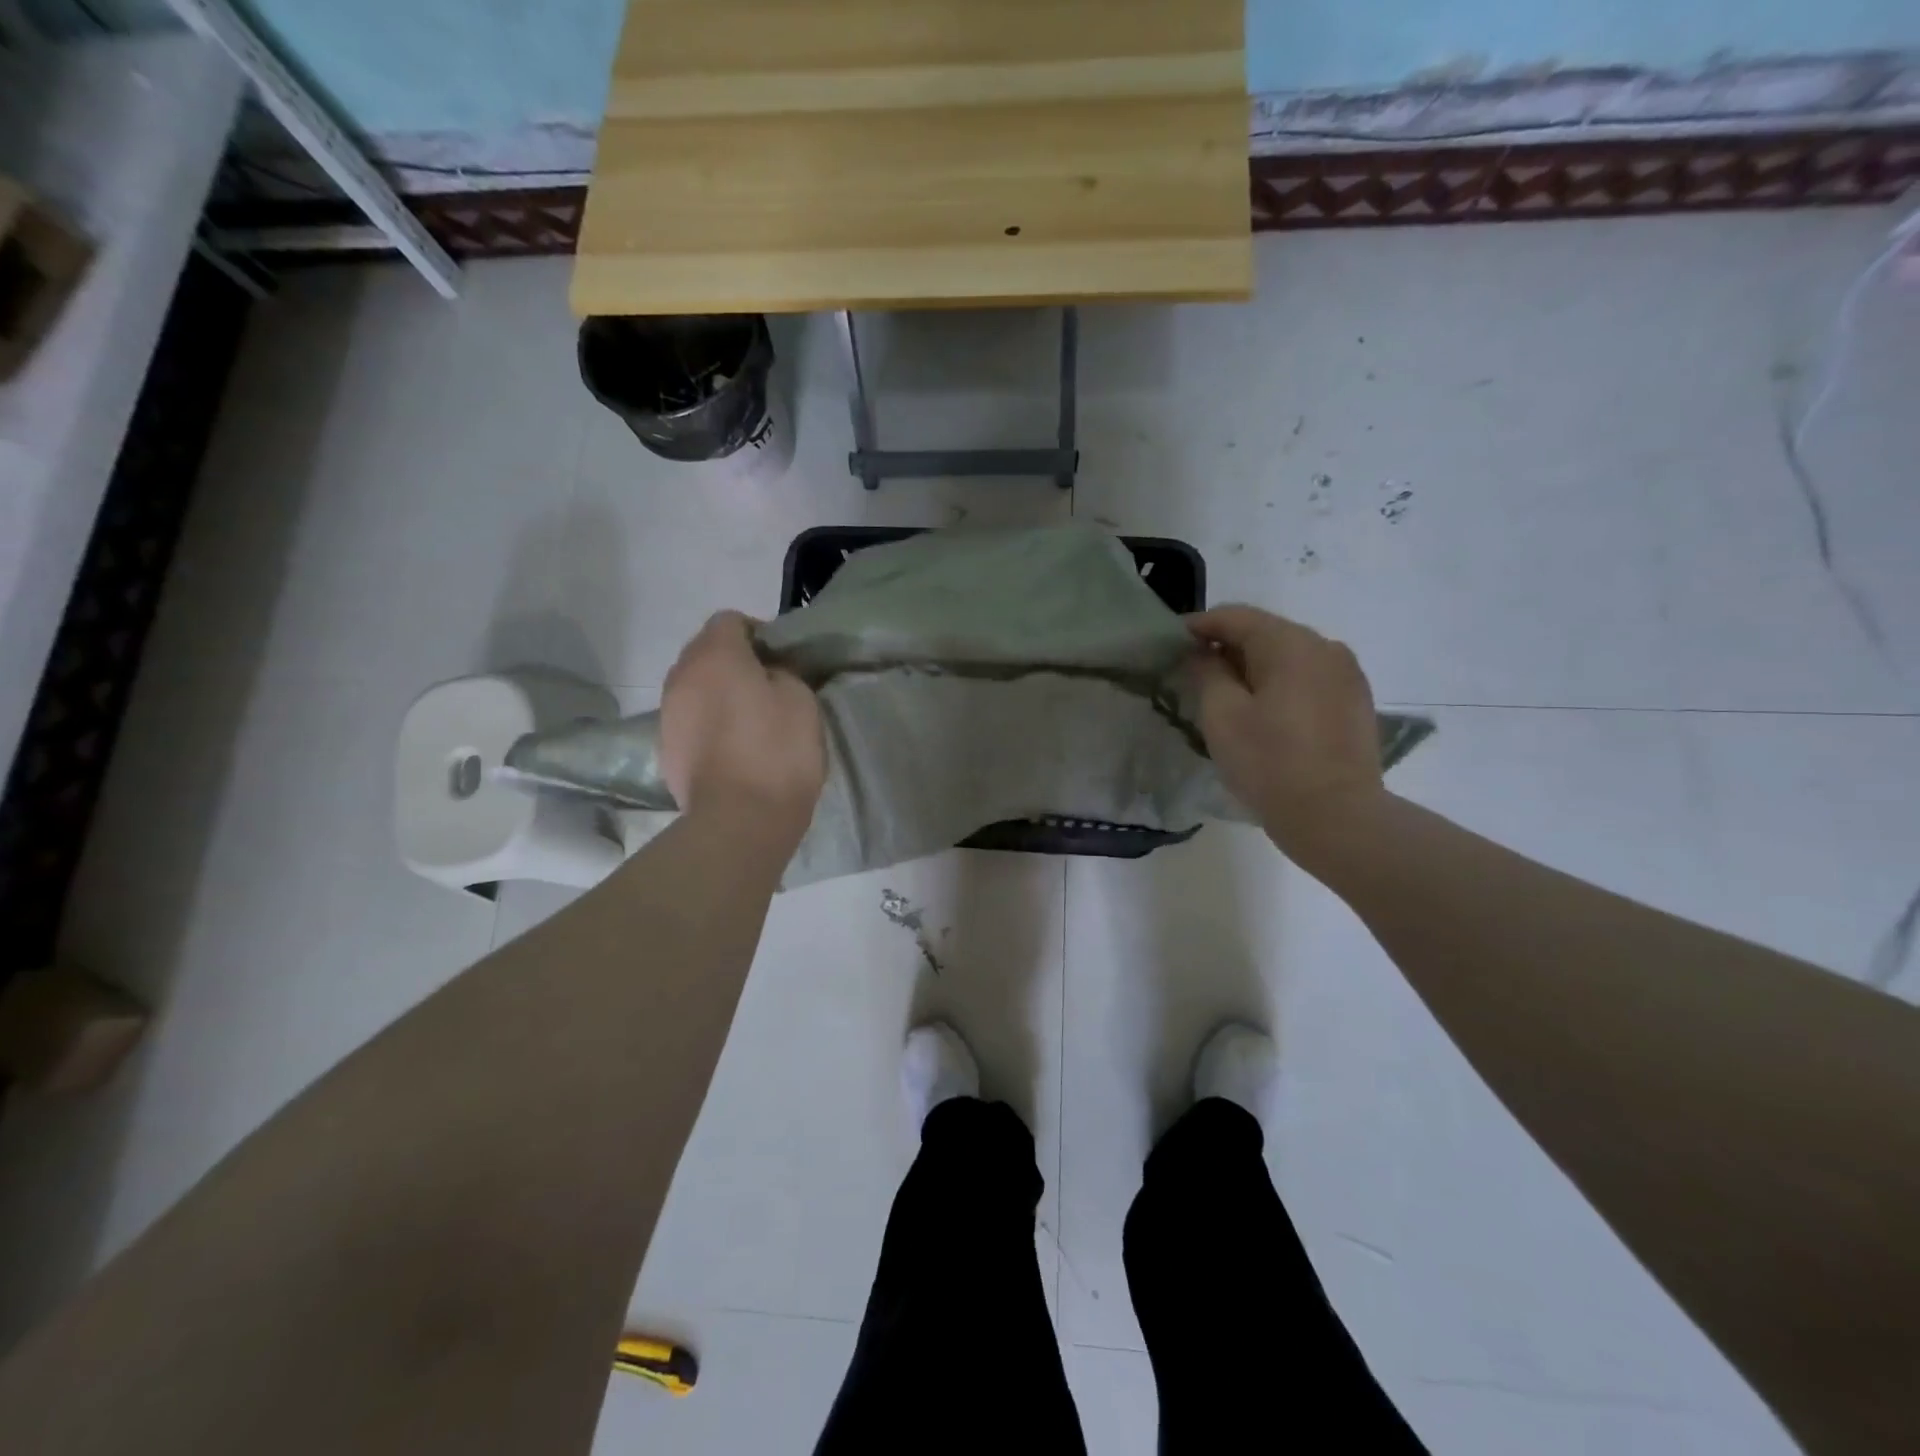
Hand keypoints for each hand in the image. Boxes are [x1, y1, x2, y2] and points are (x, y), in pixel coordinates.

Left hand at [660, 612, 825, 831]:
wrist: (739, 820)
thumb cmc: (777, 752)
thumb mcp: (800, 699)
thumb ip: (781, 672)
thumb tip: (765, 673)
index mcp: (714, 655)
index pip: (730, 620)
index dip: (758, 633)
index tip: (781, 659)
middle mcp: (681, 676)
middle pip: (705, 651)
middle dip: (734, 660)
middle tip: (767, 686)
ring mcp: (668, 713)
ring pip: (694, 686)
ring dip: (718, 692)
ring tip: (749, 718)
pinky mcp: (665, 748)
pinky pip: (689, 719)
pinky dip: (708, 722)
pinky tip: (732, 746)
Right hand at [1186, 605, 1384, 859]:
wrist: (1336, 816)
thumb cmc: (1269, 763)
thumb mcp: (1222, 715)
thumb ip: (1207, 672)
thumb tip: (1203, 653)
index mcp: (1290, 643)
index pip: (1236, 617)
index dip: (1200, 625)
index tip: (1173, 641)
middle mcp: (1325, 646)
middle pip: (1266, 632)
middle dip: (1228, 646)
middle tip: (1196, 670)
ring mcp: (1347, 673)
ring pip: (1289, 655)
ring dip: (1255, 665)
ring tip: (1229, 693)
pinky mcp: (1356, 700)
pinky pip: (1309, 677)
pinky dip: (1282, 682)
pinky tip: (1265, 710)